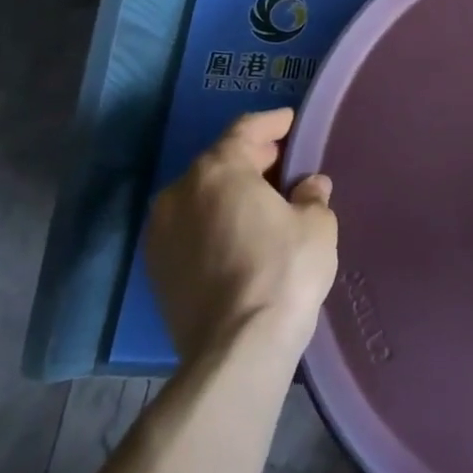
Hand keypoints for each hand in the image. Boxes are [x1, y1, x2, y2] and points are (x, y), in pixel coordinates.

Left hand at [144, 108, 337, 363]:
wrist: (236, 350)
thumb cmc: (283, 270)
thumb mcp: (316, 224)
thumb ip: (312, 196)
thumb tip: (309, 187)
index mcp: (218, 171)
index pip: (245, 130)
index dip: (272, 123)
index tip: (291, 121)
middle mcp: (180, 193)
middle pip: (219, 161)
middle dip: (253, 158)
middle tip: (284, 162)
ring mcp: (161, 233)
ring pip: (201, 196)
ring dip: (231, 192)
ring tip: (265, 201)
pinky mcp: (156, 271)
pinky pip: (191, 228)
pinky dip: (215, 221)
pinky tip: (242, 234)